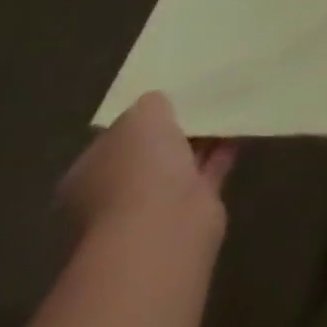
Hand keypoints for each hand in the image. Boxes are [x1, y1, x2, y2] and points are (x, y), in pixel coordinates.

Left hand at [59, 92, 236, 238]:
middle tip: (198, 100)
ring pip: (178, 165)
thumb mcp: (143, 114)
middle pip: (146, 155)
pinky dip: (221, 153)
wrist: (162, 229)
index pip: (112, 139)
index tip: (165, 98)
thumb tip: (158, 105)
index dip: (138, 118)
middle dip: (171, 132)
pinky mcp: (187, 215)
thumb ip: (150, 105)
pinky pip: (206, 174)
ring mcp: (149, 210)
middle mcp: (112, 195)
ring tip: (225, 107)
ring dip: (199, 141)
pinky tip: (239, 128)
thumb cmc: (138, 168)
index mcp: (87, 174)